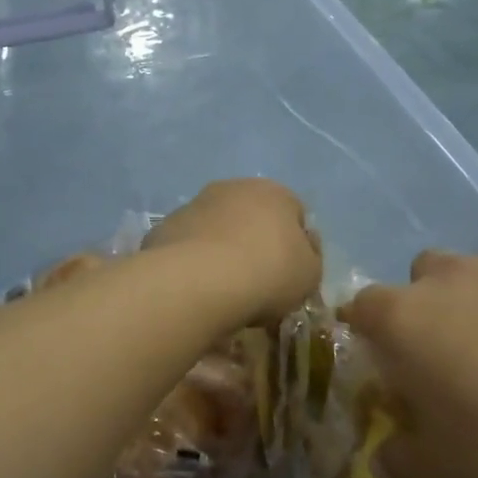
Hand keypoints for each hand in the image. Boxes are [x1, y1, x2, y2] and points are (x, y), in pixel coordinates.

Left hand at [144, 180, 321, 323]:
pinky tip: (197, 288)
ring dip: (222, 250)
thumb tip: (302, 248)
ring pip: (217, 228)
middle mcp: (233, 188)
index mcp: (274, 192)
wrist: (199, 281)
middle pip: (252, 216)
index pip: (294, 213)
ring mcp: (195, 204)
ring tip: (224, 289)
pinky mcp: (166, 226)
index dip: (296, 244)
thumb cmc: (267, 273)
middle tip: (258, 282)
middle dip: (255, 242)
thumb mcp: (310, 274)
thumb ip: (310, 257)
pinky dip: (195, 262)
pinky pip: (189, 245)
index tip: (291, 275)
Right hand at [340, 251, 477, 477]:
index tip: (388, 357)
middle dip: (430, 305)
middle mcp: (448, 277)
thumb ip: (401, 458)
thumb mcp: (444, 472)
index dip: (370, 329)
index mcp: (406, 319)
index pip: (363, 306)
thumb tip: (381, 458)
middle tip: (458, 356)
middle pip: (422, 276)